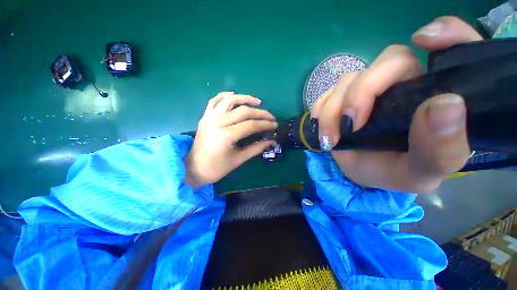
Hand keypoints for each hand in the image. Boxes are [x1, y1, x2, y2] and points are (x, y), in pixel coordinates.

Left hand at [184, 92, 276, 188]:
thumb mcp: (238, 159)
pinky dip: (226, 95)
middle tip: (271, 117)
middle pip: (243, 111)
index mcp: (226, 136)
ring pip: (230, 100)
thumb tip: (272, 141)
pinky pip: (215, 100)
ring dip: (245, 98)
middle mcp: (217, 122)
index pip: (251, 125)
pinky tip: (235, 95)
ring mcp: (209, 117)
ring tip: (257, 102)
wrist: (193, 168)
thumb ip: (256, 148)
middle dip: (260, 113)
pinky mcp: (205, 116)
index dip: (265, 125)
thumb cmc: (216, 168)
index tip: (275, 125)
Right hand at [312, 16, 481, 192]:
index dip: (448, 34)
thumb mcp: (421, 173)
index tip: (425, 41)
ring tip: (330, 138)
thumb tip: (446, 104)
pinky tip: (322, 127)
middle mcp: (406, 83)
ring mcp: (370, 88)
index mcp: (437, 96)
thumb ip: (440, 150)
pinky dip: (321, 109)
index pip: (458, 47)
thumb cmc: (395, 173)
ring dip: (333, 110)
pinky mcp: (344, 96)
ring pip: (350, 79)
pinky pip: (328, 92)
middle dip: (362, 92)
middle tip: (350, 125)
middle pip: (388, 61)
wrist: (361, 173)